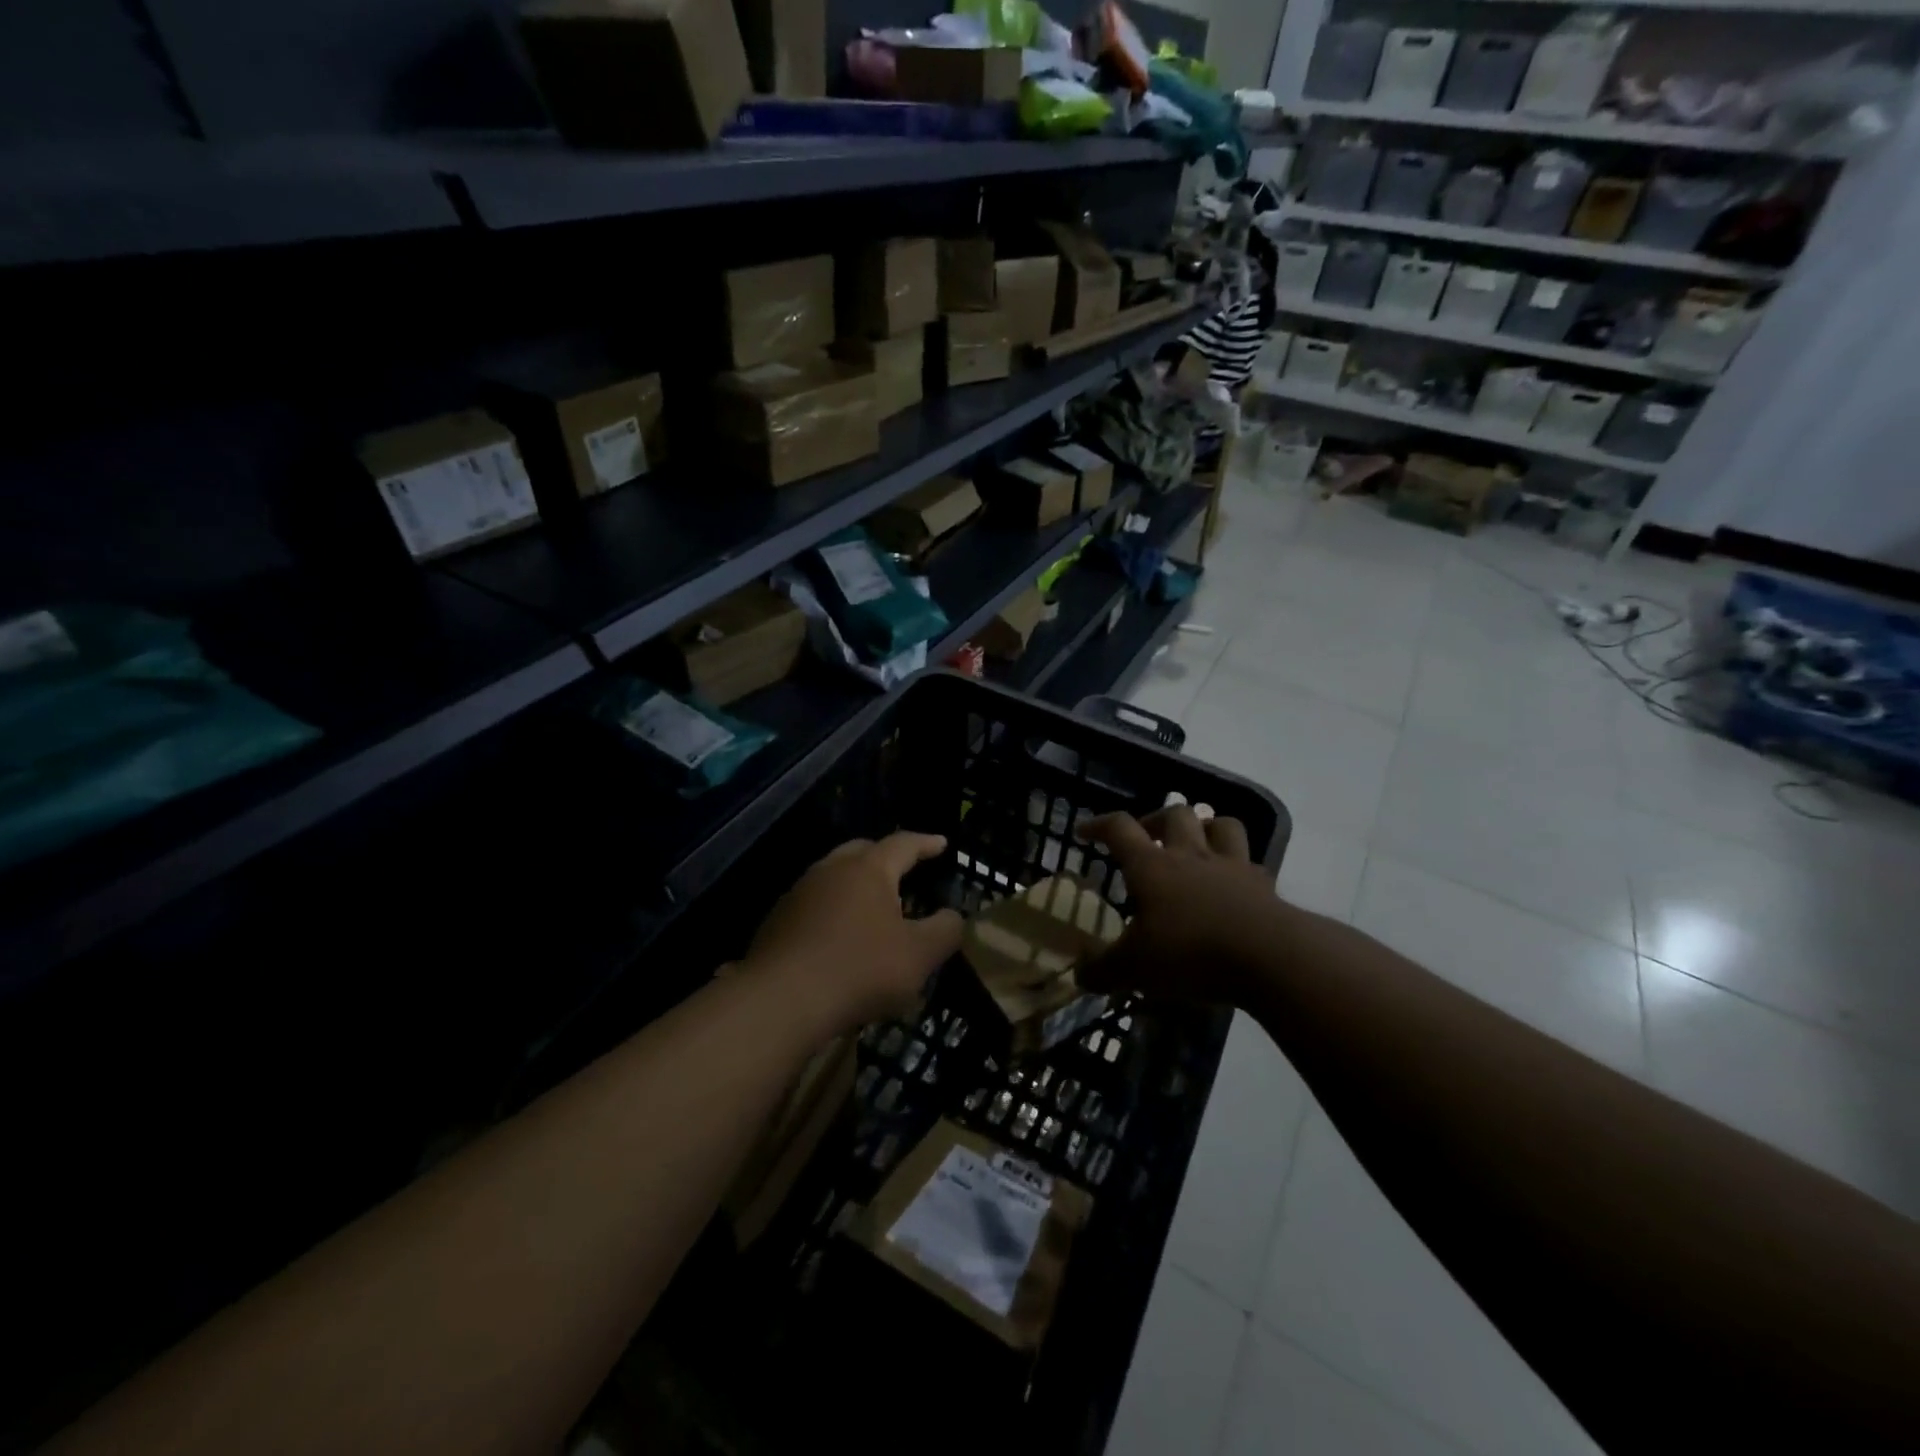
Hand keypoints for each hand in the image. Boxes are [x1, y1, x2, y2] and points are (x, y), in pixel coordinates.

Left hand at [744, 832, 962, 1032]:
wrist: (781, 1000)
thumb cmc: (860, 969)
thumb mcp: (919, 956)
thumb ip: (944, 931)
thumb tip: (953, 916)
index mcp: (869, 869)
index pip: (903, 844)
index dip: (925, 843)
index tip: (941, 843)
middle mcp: (831, 869)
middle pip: (862, 851)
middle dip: (886, 857)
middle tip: (904, 869)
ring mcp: (799, 893)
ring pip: (833, 876)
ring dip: (855, 884)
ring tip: (871, 905)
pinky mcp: (777, 921)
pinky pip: (813, 904)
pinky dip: (832, 910)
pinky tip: (837, 935)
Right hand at [1082, 805, 1287, 1004]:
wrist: (1269, 957)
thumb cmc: (1190, 953)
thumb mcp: (1135, 969)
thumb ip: (1103, 970)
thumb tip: (1079, 974)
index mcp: (1151, 866)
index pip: (1119, 828)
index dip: (1099, 825)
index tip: (1084, 832)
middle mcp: (1189, 855)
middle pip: (1174, 814)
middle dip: (1156, 819)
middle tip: (1146, 837)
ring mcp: (1230, 866)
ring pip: (1220, 824)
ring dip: (1206, 827)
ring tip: (1196, 844)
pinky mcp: (1263, 885)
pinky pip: (1251, 862)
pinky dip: (1240, 866)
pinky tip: (1235, 883)